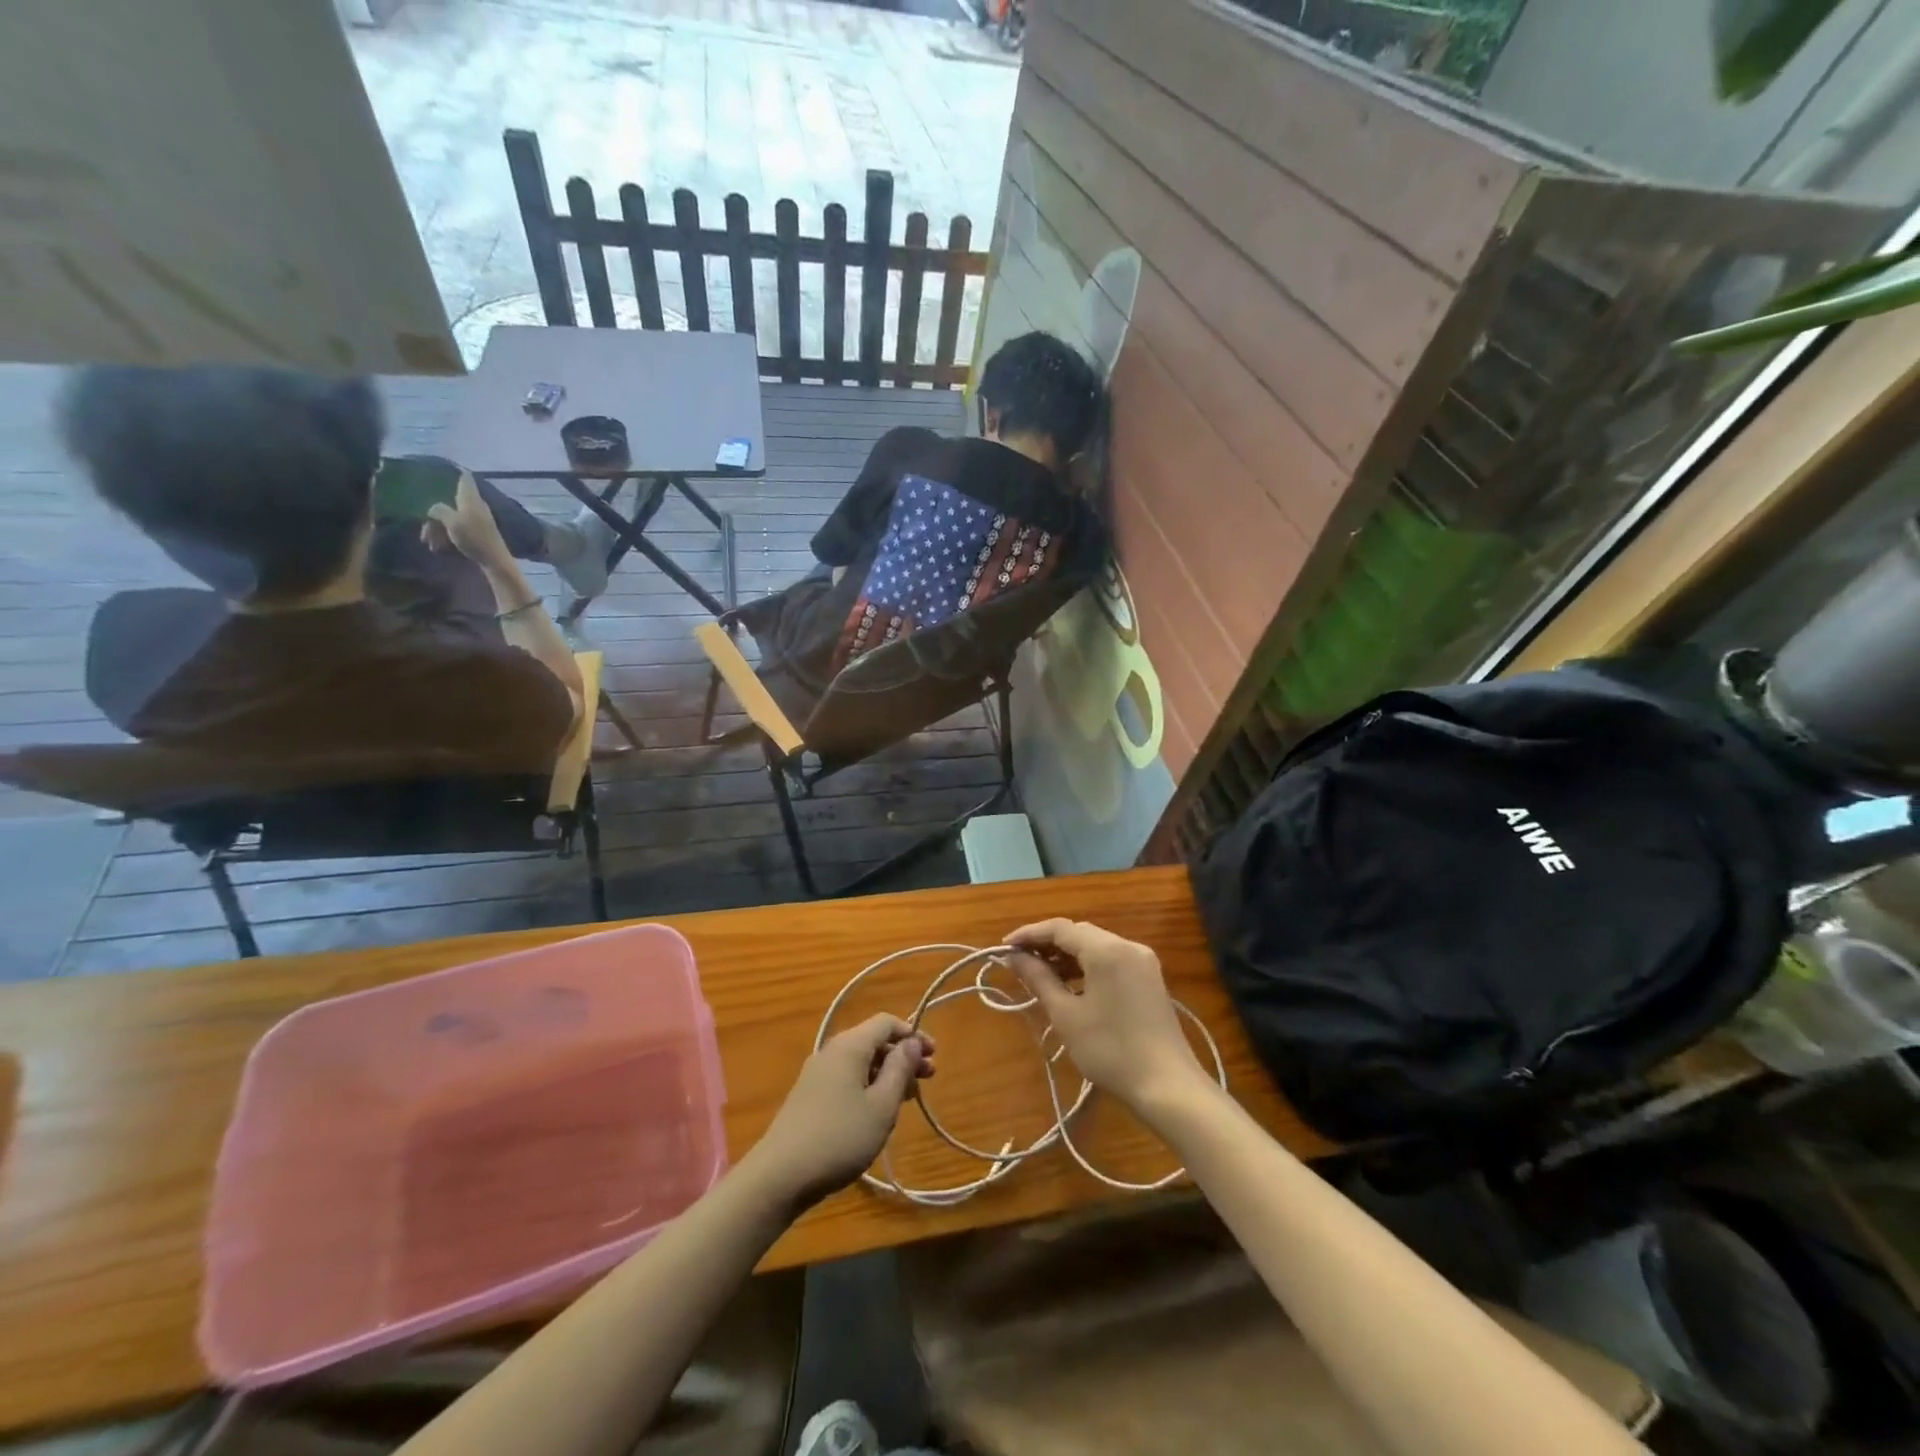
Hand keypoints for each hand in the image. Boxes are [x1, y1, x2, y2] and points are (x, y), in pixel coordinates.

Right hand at [423, 471, 512, 568]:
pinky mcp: (477, 532)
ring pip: (451, 518)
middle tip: (425, 534)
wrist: (494, 561)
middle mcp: (475, 506)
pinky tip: (439, 548)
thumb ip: (440, 509)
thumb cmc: (474, 538)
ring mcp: (477, 519)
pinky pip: (457, 529)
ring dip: (438, 530)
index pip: (465, 478)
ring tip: (431, 545)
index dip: (456, 472)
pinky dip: (447, 536)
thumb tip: (433, 508)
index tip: (444, 470)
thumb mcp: (452, 522)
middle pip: (450, 502)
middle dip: (434, 516)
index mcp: (471, 498)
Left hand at [744, 1014, 934, 1208]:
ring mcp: (817, 1073)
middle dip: (902, 1056)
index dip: (912, 1034)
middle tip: (928, 1078)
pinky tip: (877, 1112)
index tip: (933, 1055)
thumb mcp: (881, 1106)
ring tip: (907, 1099)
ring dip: (887, 1074)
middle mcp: (831, 1051)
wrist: (780, 1176)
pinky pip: (847, 1078)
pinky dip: (868, 1086)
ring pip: (860, 1062)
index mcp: (849, 1046)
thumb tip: (912, 1042)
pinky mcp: (810, 1096)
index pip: (886, 1022)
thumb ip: (899, 1069)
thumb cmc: (839, 1137)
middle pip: (873, 1041)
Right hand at [1004, 920, 1207, 1114]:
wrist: (1167, 1086)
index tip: (1003, 947)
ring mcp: (1142, 961)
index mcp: (1107, 949)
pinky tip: (1071, 984)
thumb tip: (1014, 956)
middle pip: (1079, 933)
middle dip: (1047, 944)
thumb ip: (1038, 979)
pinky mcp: (1149, 978)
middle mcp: (1127, 945)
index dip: (1029, 934)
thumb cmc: (1110, 1050)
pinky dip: (1087, 966)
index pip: (1060, 928)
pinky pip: (1111, 960)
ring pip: (1096, 946)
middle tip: (1018, 962)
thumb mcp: (1066, 1015)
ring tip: (1040, 974)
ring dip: (1067, 955)